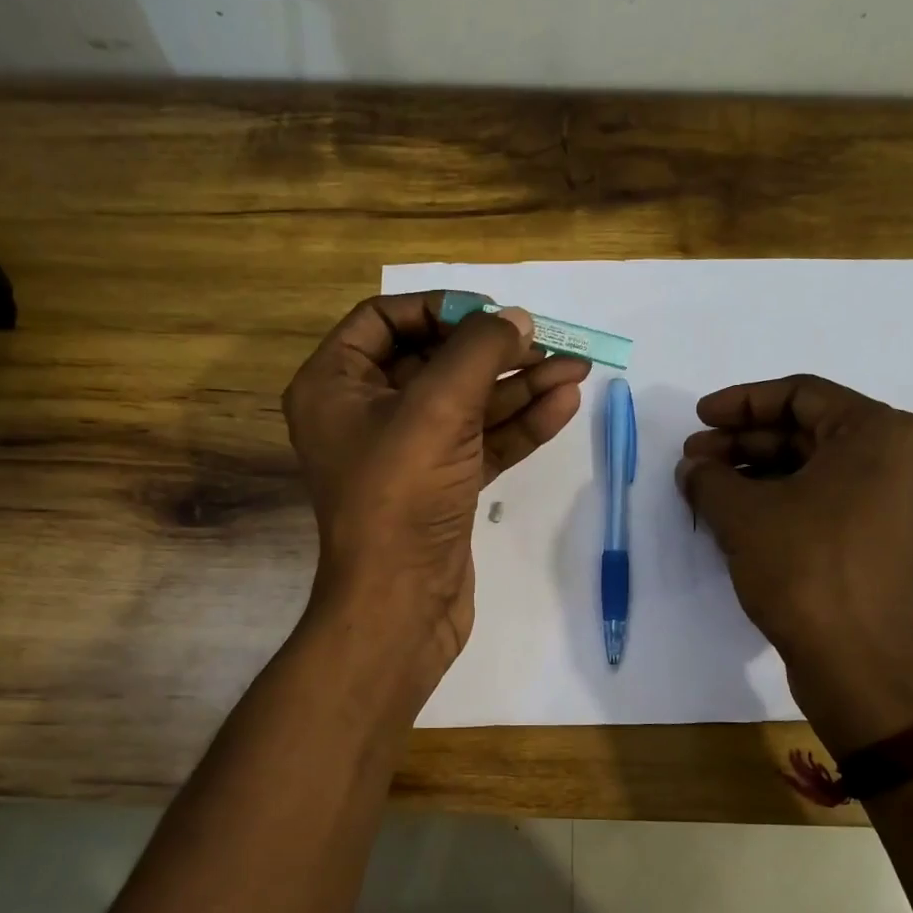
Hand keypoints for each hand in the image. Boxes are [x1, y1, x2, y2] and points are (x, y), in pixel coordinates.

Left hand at [283, 291, 589, 671]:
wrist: (402, 603)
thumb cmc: (402, 495)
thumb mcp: (438, 407)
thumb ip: (480, 351)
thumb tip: (517, 320)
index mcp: (335, 384)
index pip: (384, 320)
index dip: (441, 308)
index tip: (493, 314)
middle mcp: (364, 413)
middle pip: (435, 360)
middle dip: (495, 350)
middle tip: (550, 341)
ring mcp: (405, 452)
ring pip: (466, 403)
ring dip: (519, 386)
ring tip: (576, 368)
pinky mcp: (440, 485)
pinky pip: (480, 440)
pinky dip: (518, 424)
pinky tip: (562, 404)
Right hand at [677, 375, 912, 755]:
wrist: (860, 667)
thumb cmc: (806, 571)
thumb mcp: (743, 515)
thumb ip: (708, 477)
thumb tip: (693, 468)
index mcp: (883, 433)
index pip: (801, 395)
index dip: (740, 403)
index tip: (698, 419)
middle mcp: (908, 457)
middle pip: (811, 431)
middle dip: (745, 443)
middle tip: (695, 459)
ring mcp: (908, 502)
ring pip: (821, 468)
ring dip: (761, 472)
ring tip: (709, 489)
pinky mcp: (896, 540)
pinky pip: (836, 499)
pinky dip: (788, 499)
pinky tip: (743, 515)